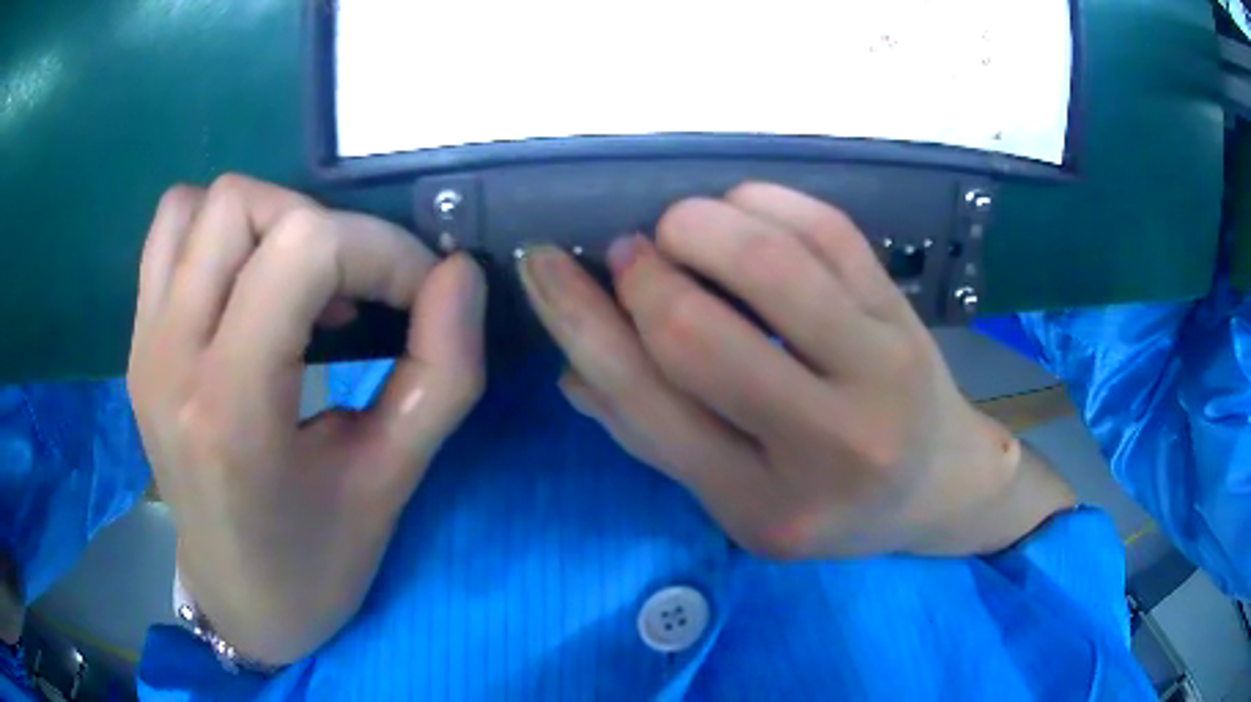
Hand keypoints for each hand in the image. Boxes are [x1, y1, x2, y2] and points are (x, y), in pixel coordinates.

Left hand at [128, 175, 485, 665]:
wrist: (237, 600)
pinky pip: (169, 233)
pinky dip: (217, 231)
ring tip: (298, 284)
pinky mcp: (138, 342)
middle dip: (323, 228)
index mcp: (230, 408)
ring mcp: (144, 344)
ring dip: (266, 220)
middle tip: (355, 293)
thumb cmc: (314, 564)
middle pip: (242, 206)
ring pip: (199, 204)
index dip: (381, 251)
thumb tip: (461, 275)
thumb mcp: (390, 485)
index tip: (418, 295)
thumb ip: (441, 376)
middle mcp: (170, 358)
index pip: (304, 250)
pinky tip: (250, 285)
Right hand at [519, 183, 1073, 558]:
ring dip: (697, 223)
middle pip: (696, 333)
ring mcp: (877, 371)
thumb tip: (571, 362)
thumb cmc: (830, 502)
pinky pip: (826, 229)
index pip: (646, 403)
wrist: (937, 484)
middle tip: (631, 254)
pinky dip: (763, 200)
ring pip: (768, 265)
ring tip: (680, 229)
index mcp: (761, 505)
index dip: (578, 319)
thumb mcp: (737, 499)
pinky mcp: (903, 317)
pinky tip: (740, 209)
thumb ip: (651, 435)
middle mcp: (824, 445)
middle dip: (642, 274)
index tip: (542, 263)